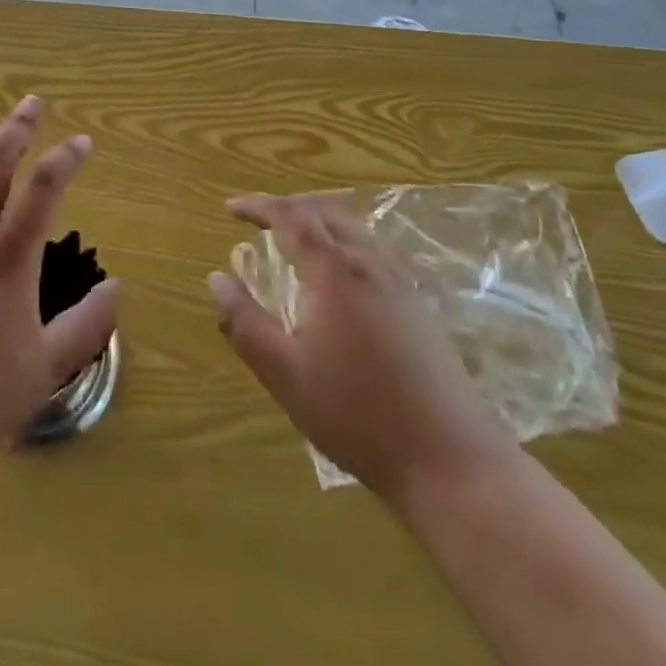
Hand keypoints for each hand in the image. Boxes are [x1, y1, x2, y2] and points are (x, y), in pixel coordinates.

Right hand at [207, 193, 511, 498]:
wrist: (449, 459)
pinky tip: (339, 270)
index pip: (290, 218)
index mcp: (333, 271)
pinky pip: (373, 248)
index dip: (258, 206)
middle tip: (258, 218)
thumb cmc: (357, 414)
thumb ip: (244, 322)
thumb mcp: (285, 373)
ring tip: (294, 236)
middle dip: (288, 207)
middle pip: (325, 212)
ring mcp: (399, 281)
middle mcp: (368, 263)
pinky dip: (343, 239)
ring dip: (318, 220)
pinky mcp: (418, 303)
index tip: (231, 207)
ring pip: (353, 228)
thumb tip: (216, 278)